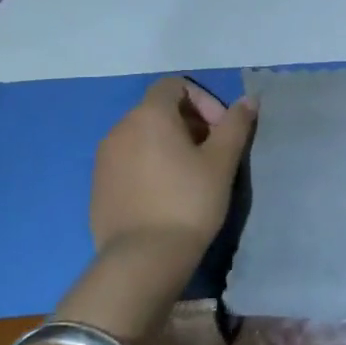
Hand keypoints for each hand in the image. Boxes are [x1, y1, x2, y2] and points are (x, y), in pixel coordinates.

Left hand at [90, 77, 254, 256]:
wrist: (143, 259)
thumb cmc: (189, 201)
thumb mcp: (222, 161)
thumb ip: (235, 125)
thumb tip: (248, 100)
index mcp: (149, 115)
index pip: (175, 85)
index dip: (203, 100)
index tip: (221, 130)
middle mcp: (119, 129)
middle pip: (158, 110)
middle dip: (190, 123)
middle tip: (212, 153)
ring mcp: (104, 159)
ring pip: (142, 136)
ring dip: (169, 144)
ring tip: (191, 175)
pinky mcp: (98, 186)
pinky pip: (128, 161)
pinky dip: (150, 165)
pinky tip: (166, 195)